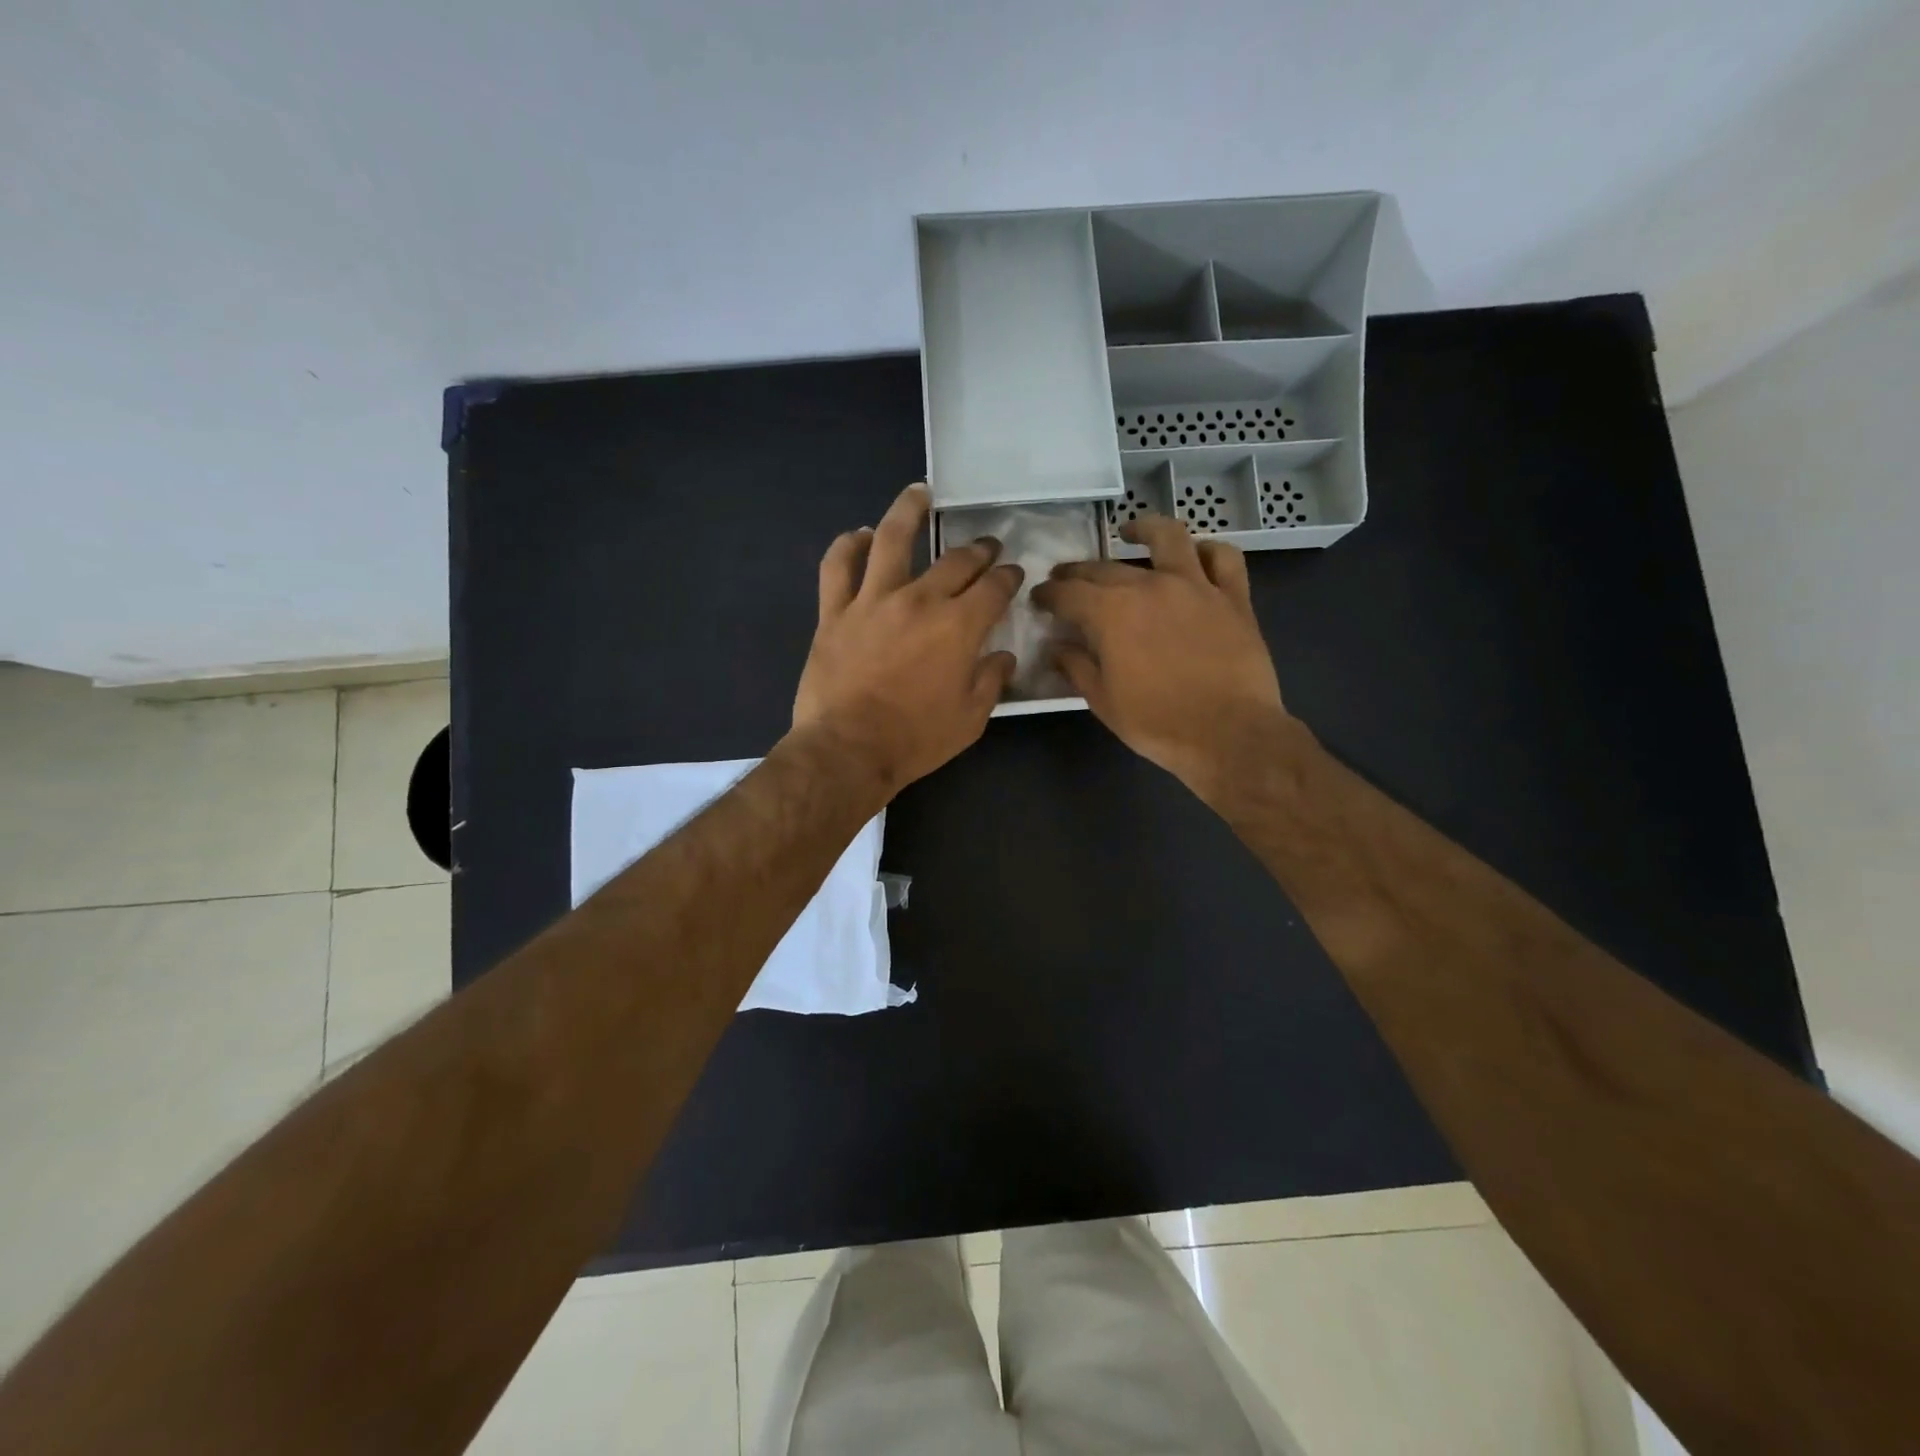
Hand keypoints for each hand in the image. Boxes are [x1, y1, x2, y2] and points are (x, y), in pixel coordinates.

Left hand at [791, 483, 1021, 795]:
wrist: (848, 750)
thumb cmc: (916, 739)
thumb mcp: (970, 719)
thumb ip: (991, 681)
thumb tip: (1003, 656)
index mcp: (959, 626)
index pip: (994, 588)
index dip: (1008, 576)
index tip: (1013, 573)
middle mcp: (920, 600)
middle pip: (955, 561)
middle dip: (978, 550)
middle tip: (986, 546)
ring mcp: (873, 600)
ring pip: (891, 540)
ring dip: (908, 510)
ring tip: (919, 493)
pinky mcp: (835, 612)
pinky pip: (837, 567)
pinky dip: (847, 545)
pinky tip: (858, 534)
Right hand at [1031, 515, 1289, 803]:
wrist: (1229, 734)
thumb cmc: (1157, 723)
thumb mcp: (1103, 701)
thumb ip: (1076, 667)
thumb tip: (1057, 647)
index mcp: (1112, 612)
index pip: (1069, 593)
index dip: (1049, 595)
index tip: (1039, 599)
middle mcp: (1151, 586)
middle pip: (1106, 568)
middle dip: (1079, 572)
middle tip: (1066, 579)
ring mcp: (1196, 586)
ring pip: (1169, 538)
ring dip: (1145, 529)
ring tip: (1131, 532)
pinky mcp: (1233, 598)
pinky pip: (1224, 559)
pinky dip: (1208, 550)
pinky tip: (1196, 554)